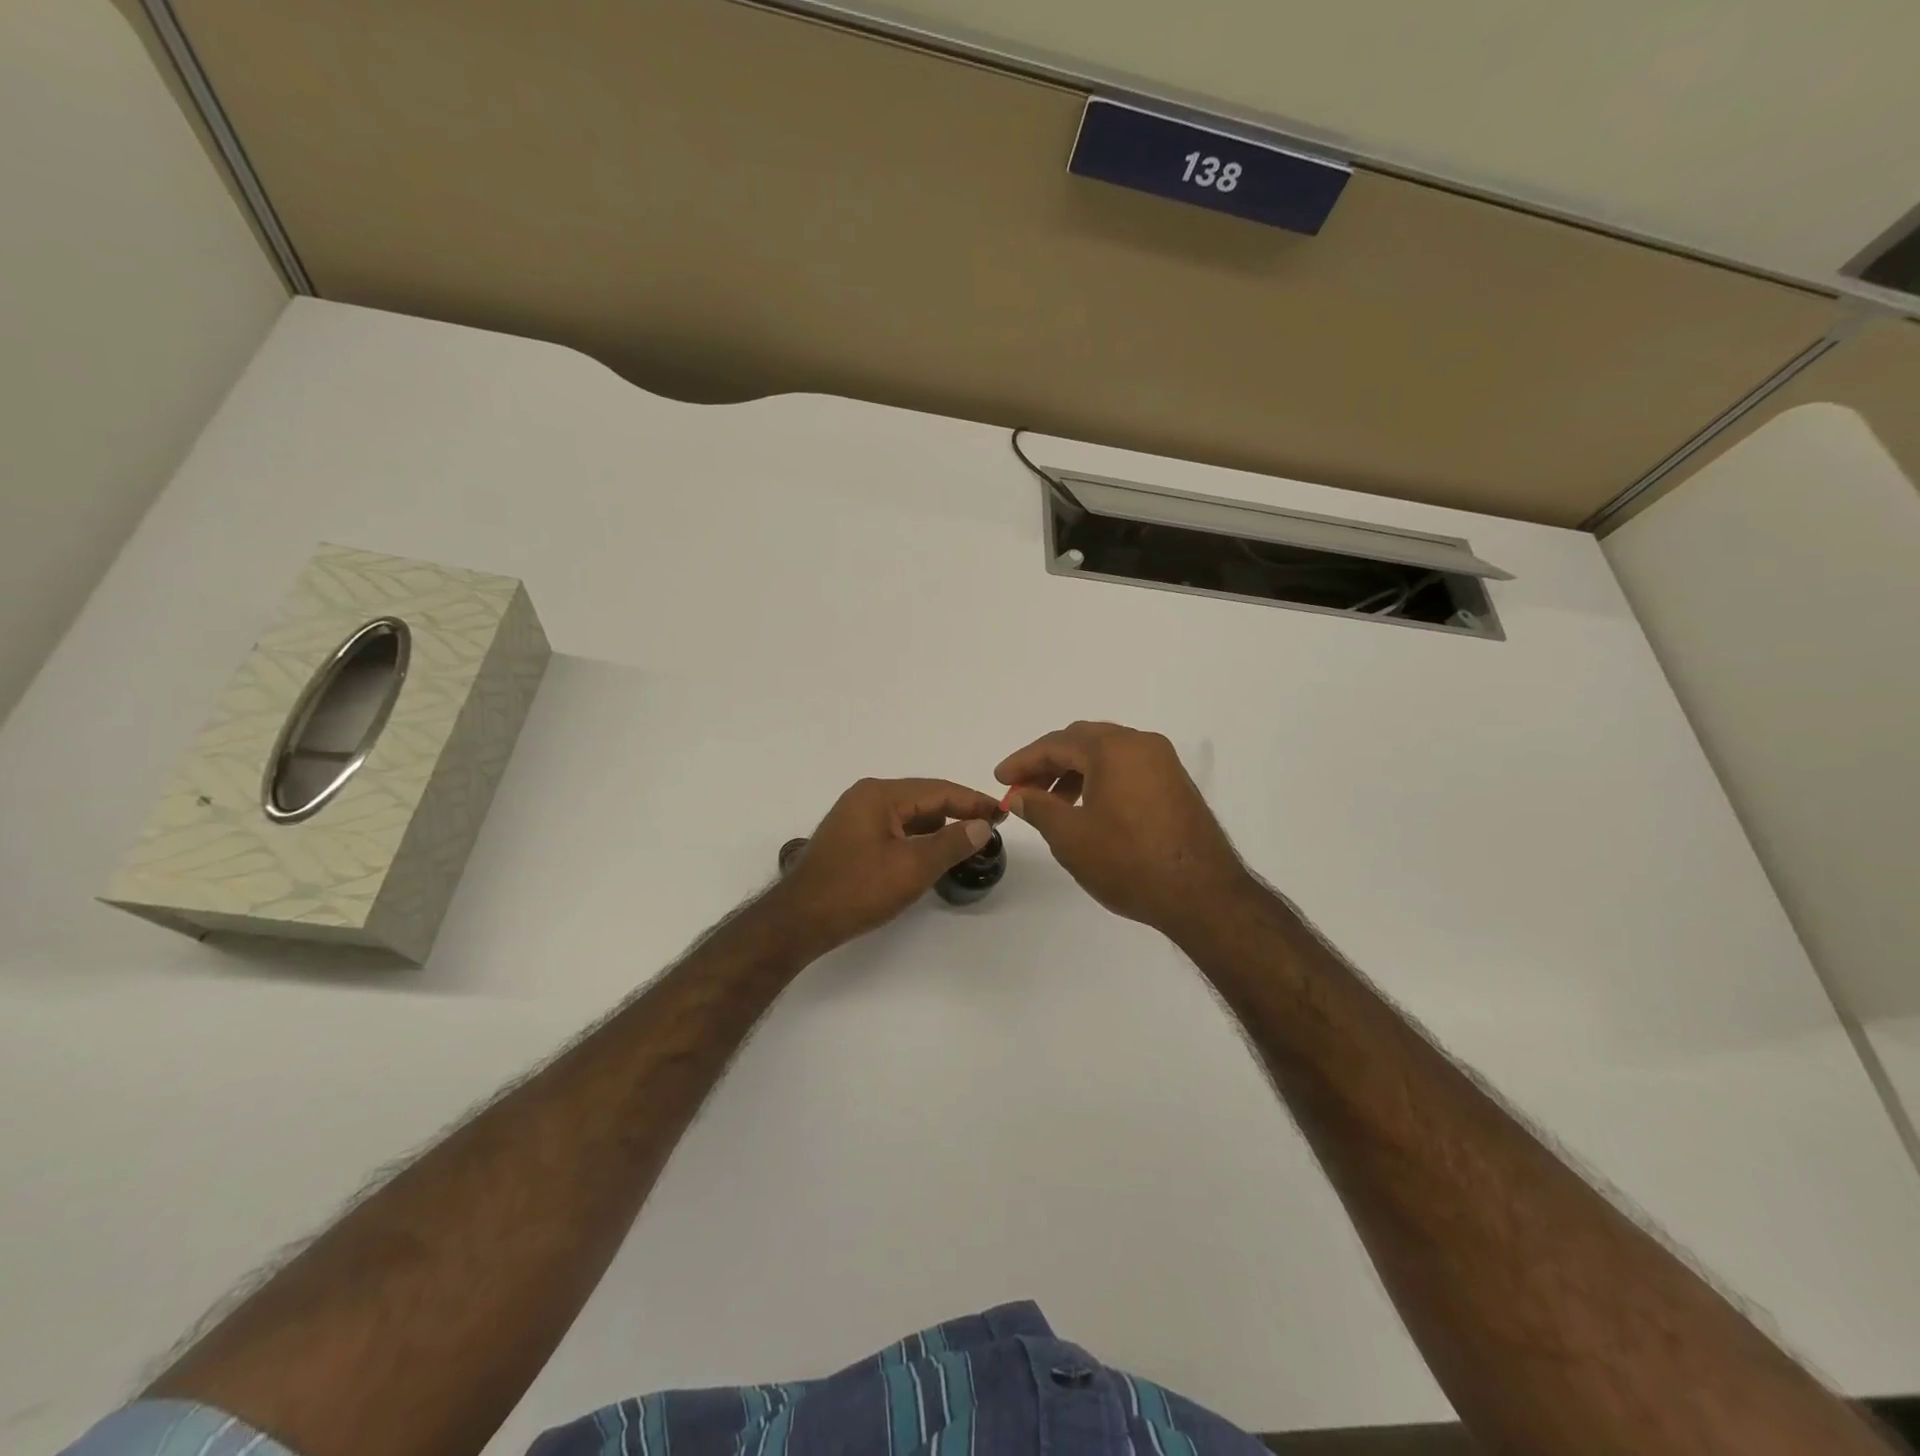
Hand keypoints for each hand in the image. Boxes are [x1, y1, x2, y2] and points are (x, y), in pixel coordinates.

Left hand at [768, 777, 1000, 953]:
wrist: (799, 921)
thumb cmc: (856, 889)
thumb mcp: (912, 867)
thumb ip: (951, 843)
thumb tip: (982, 824)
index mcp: (879, 795)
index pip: (938, 790)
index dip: (973, 800)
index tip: (1003, 812)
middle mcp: (866, 797)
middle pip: (923, 799)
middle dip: (957, 812)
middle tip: (990, 827)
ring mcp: (855, 817)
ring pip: (909, 816)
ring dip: (938, 827)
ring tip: (968, 841)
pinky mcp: (851, 838)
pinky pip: (894, 829)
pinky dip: (917, 839)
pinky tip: (932, 854)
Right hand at [995, 721, 1254, 936]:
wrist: (1202, 894)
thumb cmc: (1128, 861)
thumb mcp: (1071, 837)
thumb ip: (1038, 807)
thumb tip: (1018, 793)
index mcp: (1113, 748)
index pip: (1056, 744)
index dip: (1023, 761)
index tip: (1000, 779)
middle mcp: (1141, 744)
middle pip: (1083, 741)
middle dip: (1049, 762)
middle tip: (1023, 788)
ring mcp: (1164, 763)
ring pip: (1107, 754)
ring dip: (1074, 771)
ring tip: (1053, 803)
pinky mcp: (1176, 784)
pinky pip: (1128, 768)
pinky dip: (1101, 779)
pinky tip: (1088, 809)